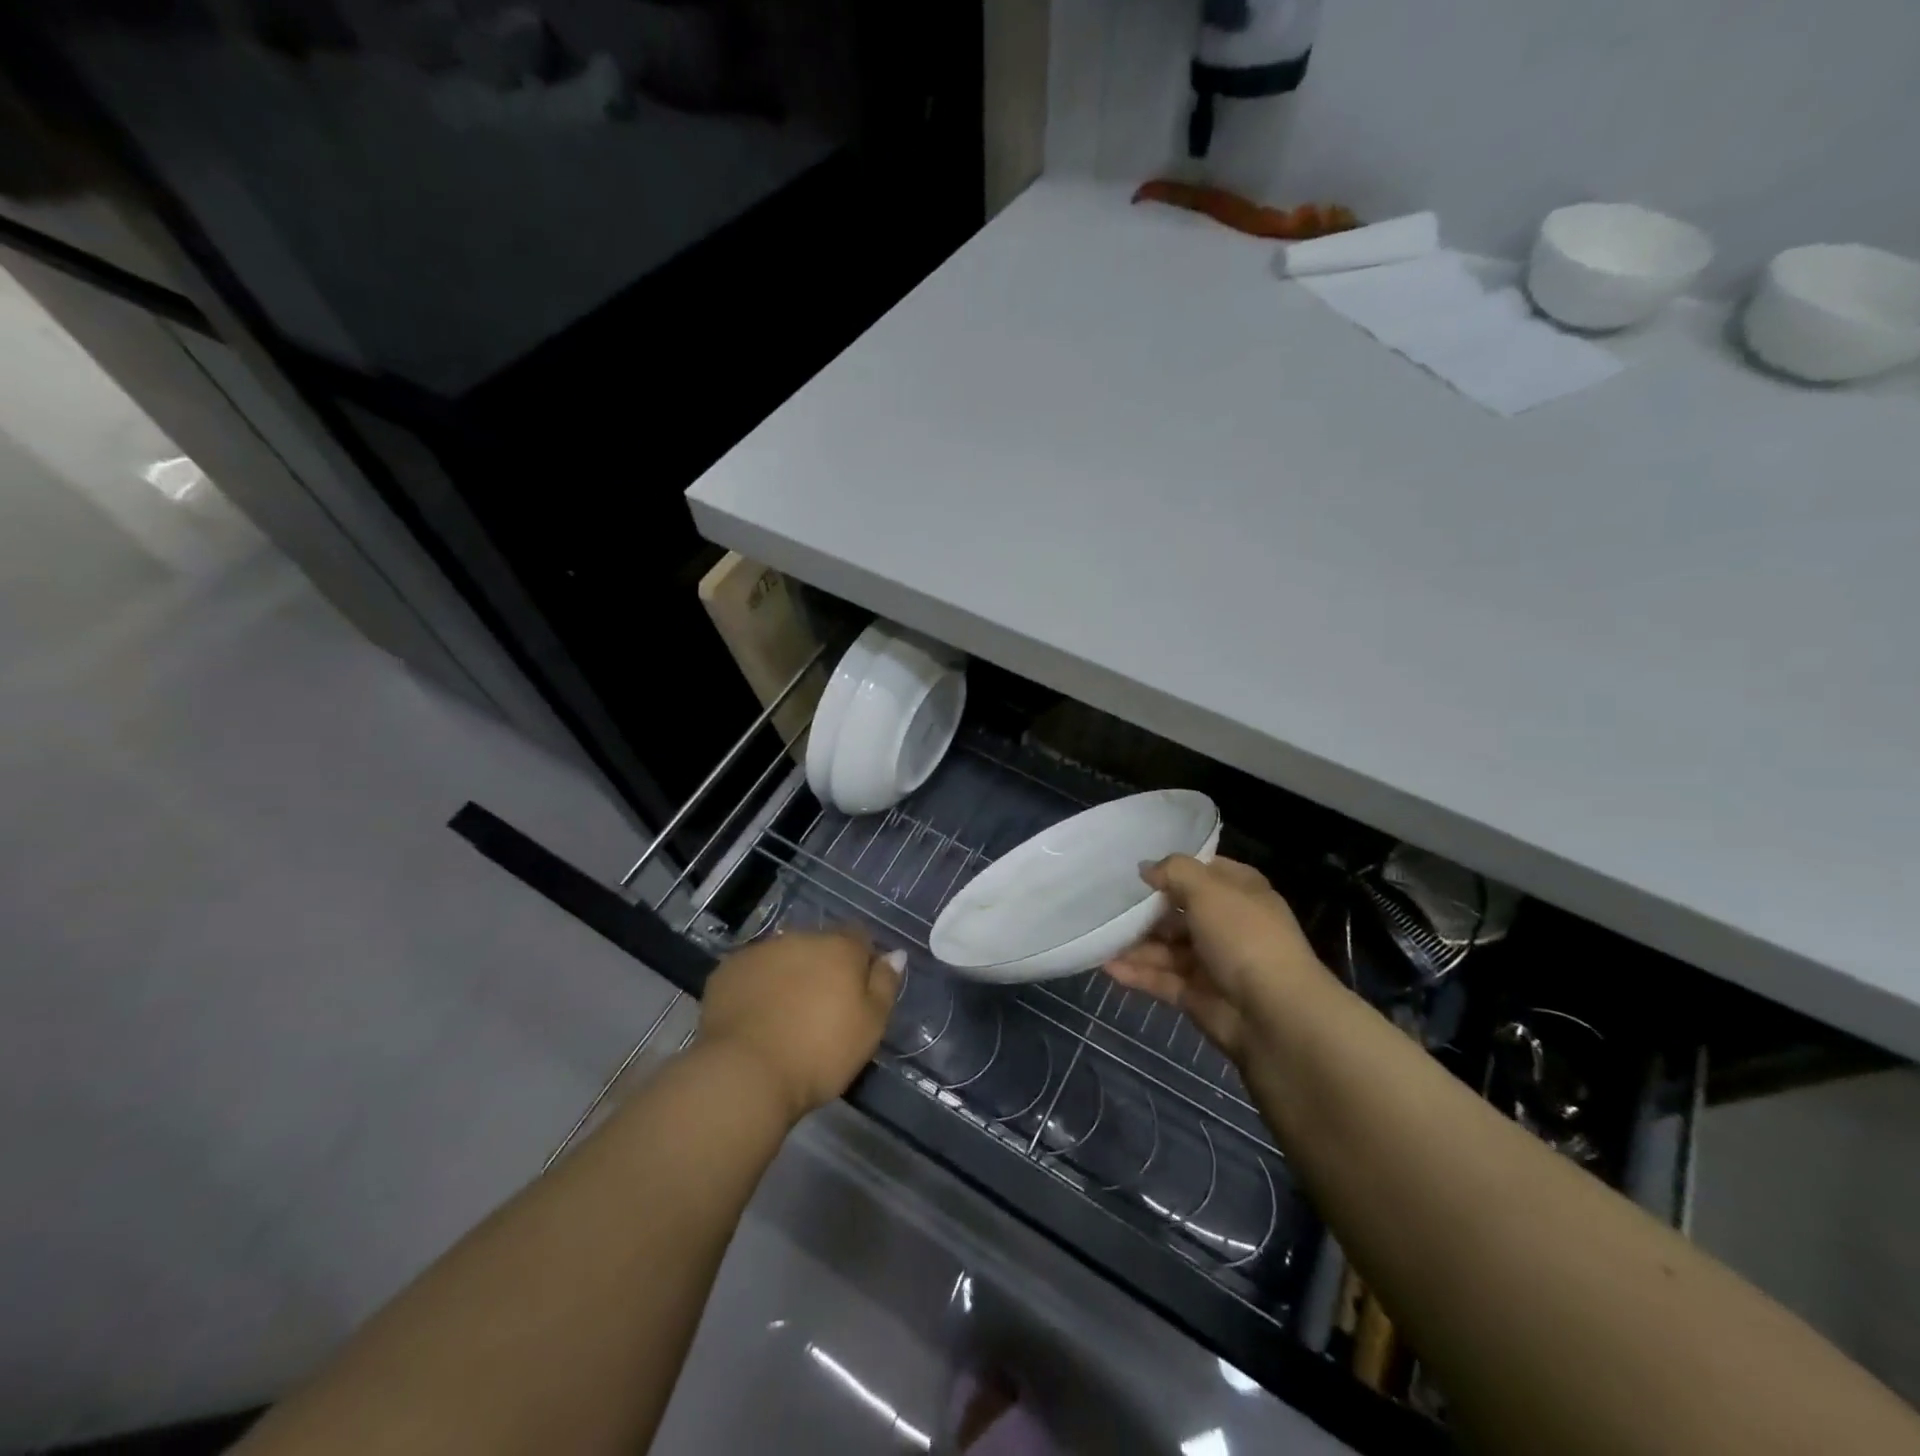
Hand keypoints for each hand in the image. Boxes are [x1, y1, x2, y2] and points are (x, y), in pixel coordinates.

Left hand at [700, 928, 901, 1122]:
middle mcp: (800, 938)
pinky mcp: (727, 971)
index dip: (861, 961)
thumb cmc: (819, 1053)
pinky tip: (754, 1018)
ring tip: (784, 1016)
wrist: (745, 1074)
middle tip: (820, 1009)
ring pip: (783, 957)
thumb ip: (885, 984)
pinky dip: (757, 987)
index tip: (857, 993)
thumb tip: (894, 954)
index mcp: (839, 947)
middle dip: (822, 968)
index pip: (859, 937)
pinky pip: (751, 972)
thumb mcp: (870, 1026)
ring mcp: (760, 951)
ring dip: (789, 975)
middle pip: (819, 946)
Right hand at [1103, 856, 1322, 1063]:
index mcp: (1241, 893)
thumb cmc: (1244, 937)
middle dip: (1146, 910)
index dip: (1174, 869)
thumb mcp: (1208, 889)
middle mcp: (1228, 925)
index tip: (1137, 869)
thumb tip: (1147, 868)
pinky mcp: (1198, 995)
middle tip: (1107, 904)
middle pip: (1179, 911)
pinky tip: (1106, 965)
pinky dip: (1136, 973)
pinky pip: (1161, 979)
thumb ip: (1174, 872)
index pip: (1205, 872)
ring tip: (1099, 936)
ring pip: (1167, 947)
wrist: (1274, 1015)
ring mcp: (1213, 963)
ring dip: (1135, 943)